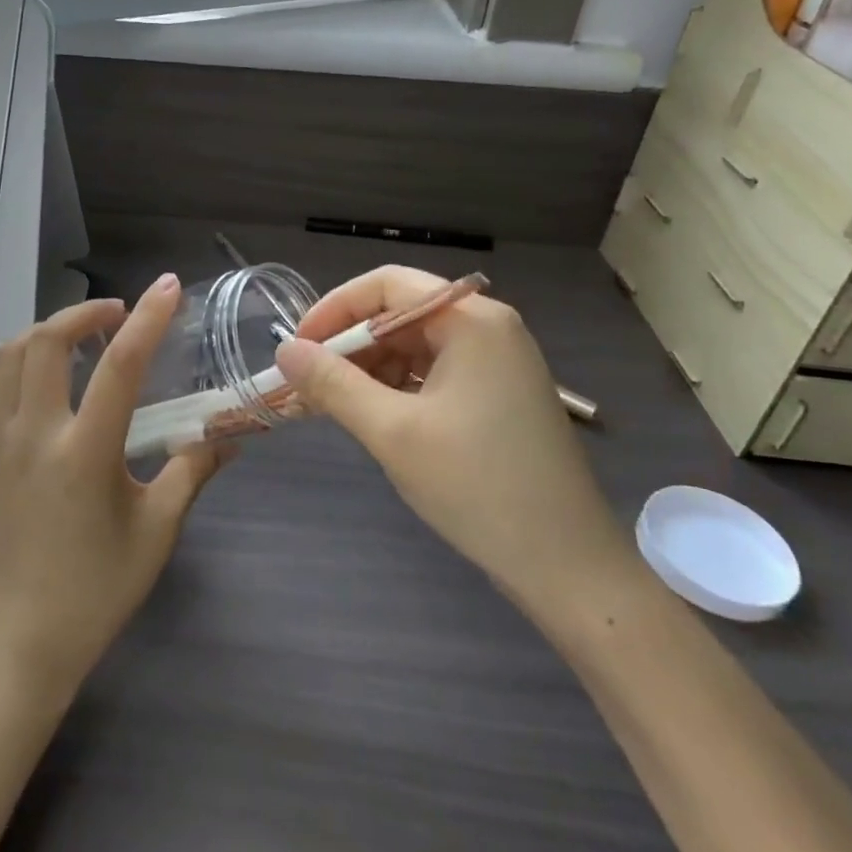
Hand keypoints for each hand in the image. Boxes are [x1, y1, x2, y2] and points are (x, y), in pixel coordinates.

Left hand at [0, 273, 225, 690]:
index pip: (120, 367)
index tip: (168, 287)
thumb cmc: (100, 586)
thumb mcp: (159, 529)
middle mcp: (34, 436)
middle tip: (117, 314)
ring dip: (48, 331)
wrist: (27, 637)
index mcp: (84, 454)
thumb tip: (230, 437)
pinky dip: (19, 360)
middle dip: (84, 311)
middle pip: (47, 341)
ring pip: (10, 355)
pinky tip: (45, 373)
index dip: (148, 319)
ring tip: (81, 337)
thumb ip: (193, 471)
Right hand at [274, 266, 630, 622]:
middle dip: (350, 345)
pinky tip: (375, 417)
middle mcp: (489, 329)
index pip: (387, 285)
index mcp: (472, 321)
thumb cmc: (478, 487)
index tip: (297, 347)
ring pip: (416, 346)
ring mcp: (499, 363)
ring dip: (371, 369)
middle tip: (309, 384)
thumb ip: (333, 384)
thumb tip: (284, 350)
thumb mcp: (393, 432)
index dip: (334, 309)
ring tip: (335, 406)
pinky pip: (436, 373)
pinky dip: (398, 389)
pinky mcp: (500, 395)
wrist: (567, 566)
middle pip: (402, 313)